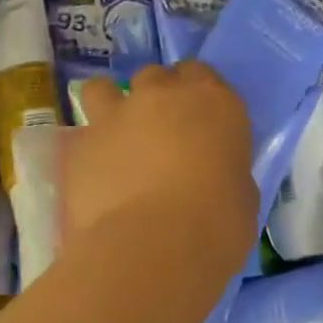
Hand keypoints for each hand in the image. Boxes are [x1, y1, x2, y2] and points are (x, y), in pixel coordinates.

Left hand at [65, 64, 256, 278]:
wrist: (152, 248)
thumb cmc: (217, 225)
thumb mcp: (241, 194)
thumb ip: (223, 168)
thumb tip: (210, 173)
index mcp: (213, 102)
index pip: (202, 74)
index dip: (196, 95)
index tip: (198, 121)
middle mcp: (163, 96)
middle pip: (156, 77)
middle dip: (157, 97)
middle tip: (161, 133)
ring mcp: (116, 115)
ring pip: (105, 88)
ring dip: (111, 105)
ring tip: (115, 138)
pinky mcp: (81, 143)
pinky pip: (83, 134)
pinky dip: (90, 149)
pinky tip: (95, 176)